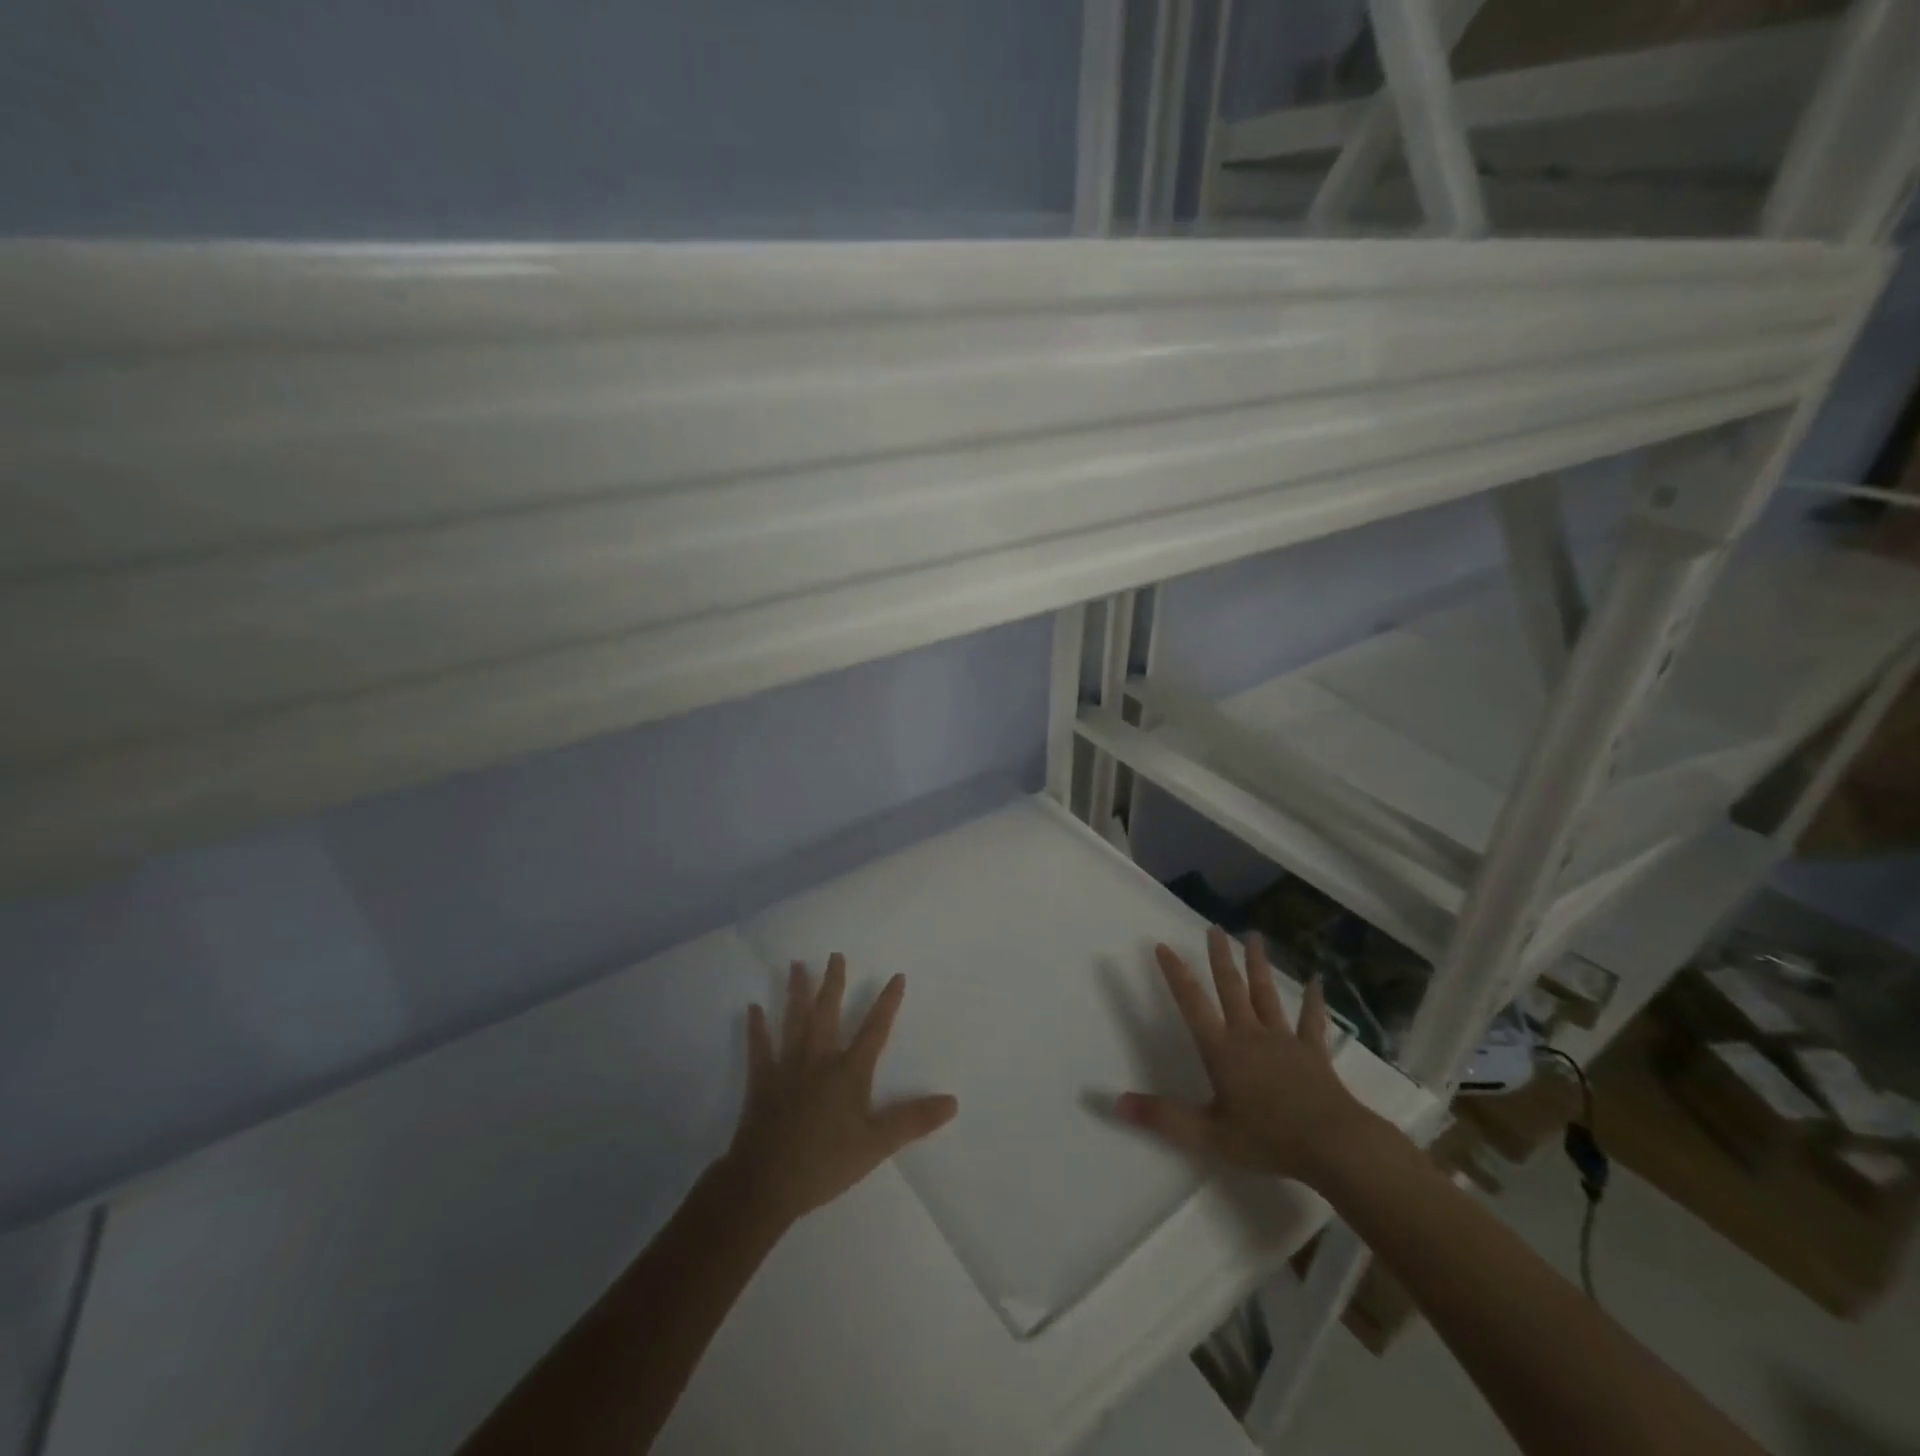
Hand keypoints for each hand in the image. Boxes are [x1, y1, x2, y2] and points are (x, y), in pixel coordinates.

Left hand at [720, 954, 957, 1228]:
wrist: (766, 1183)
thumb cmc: (825, 1164)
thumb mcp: (876, 1145)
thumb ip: (913, 1120)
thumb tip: (952, 1101)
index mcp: (849, 1073)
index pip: (874, 1030)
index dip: (887, 1003)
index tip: (897, 975)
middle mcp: (819, 1060)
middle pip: (828, 1013)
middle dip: (834, 983)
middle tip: (835, 955)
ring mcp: (787, 1068)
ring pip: (794, 1021)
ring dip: (796, 992)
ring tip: (796, 965)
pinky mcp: (761, 1082)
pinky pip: (759, 1048)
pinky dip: (756, 1028)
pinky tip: (753, 1007)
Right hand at [1117, 926, 1377, 1186]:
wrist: (1333, 1145)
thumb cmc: (1267, 1138)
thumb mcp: (1208, 1135)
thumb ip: (1163, 1117)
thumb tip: (1117, 1102)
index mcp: (1222, 1050)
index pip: (1192, 1004)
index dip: (1176, 974)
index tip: (1163, 945)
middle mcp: (1250, 1035)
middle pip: (1231, 988)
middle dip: (1220, 957)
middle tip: (1214, 928)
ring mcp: (1284, 1040)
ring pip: (1266, 995)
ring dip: (1258, 965)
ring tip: (1254, 936)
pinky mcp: (1313, 1053)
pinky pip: (1311, 1021)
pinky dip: (1313, 1001)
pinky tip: (1317, 982)